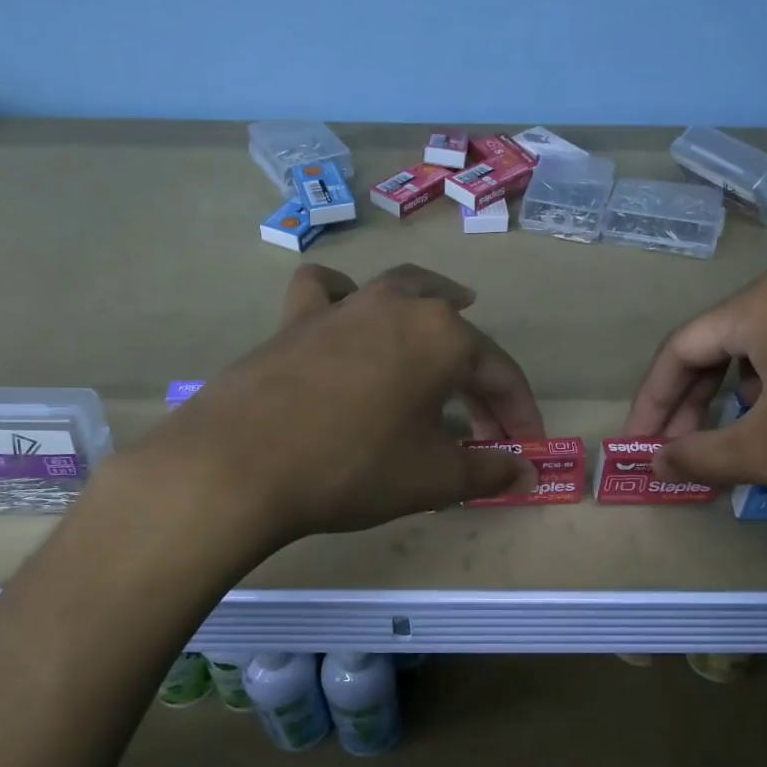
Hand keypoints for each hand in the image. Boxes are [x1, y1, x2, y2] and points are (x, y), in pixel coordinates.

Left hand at [133, 263, 544, 547]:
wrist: (239, 464)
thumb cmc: (352, 466)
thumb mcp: (432, 477)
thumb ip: (488, 471)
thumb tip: (525, 473)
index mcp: (442, 335)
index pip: (500, 374)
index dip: (520, 415)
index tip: (527, 450)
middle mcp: (398, 305)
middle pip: (456, 335)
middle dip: (480, 378)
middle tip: (487, 422)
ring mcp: (344, 305)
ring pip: (400, 290)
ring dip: (431, 304)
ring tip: (449, 312)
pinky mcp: (296, 318)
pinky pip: (328, 292)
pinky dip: (345, 297)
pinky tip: (348, 312)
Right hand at [624, 265, 766, 516]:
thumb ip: (700, 454)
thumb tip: (656, 460)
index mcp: (764, 303)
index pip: (681, 349)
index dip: (653, 402)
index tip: (640, 446)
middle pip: (723, 343)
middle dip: (696, 403)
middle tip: (683, 453)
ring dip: (740, 398)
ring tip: (743, 446)